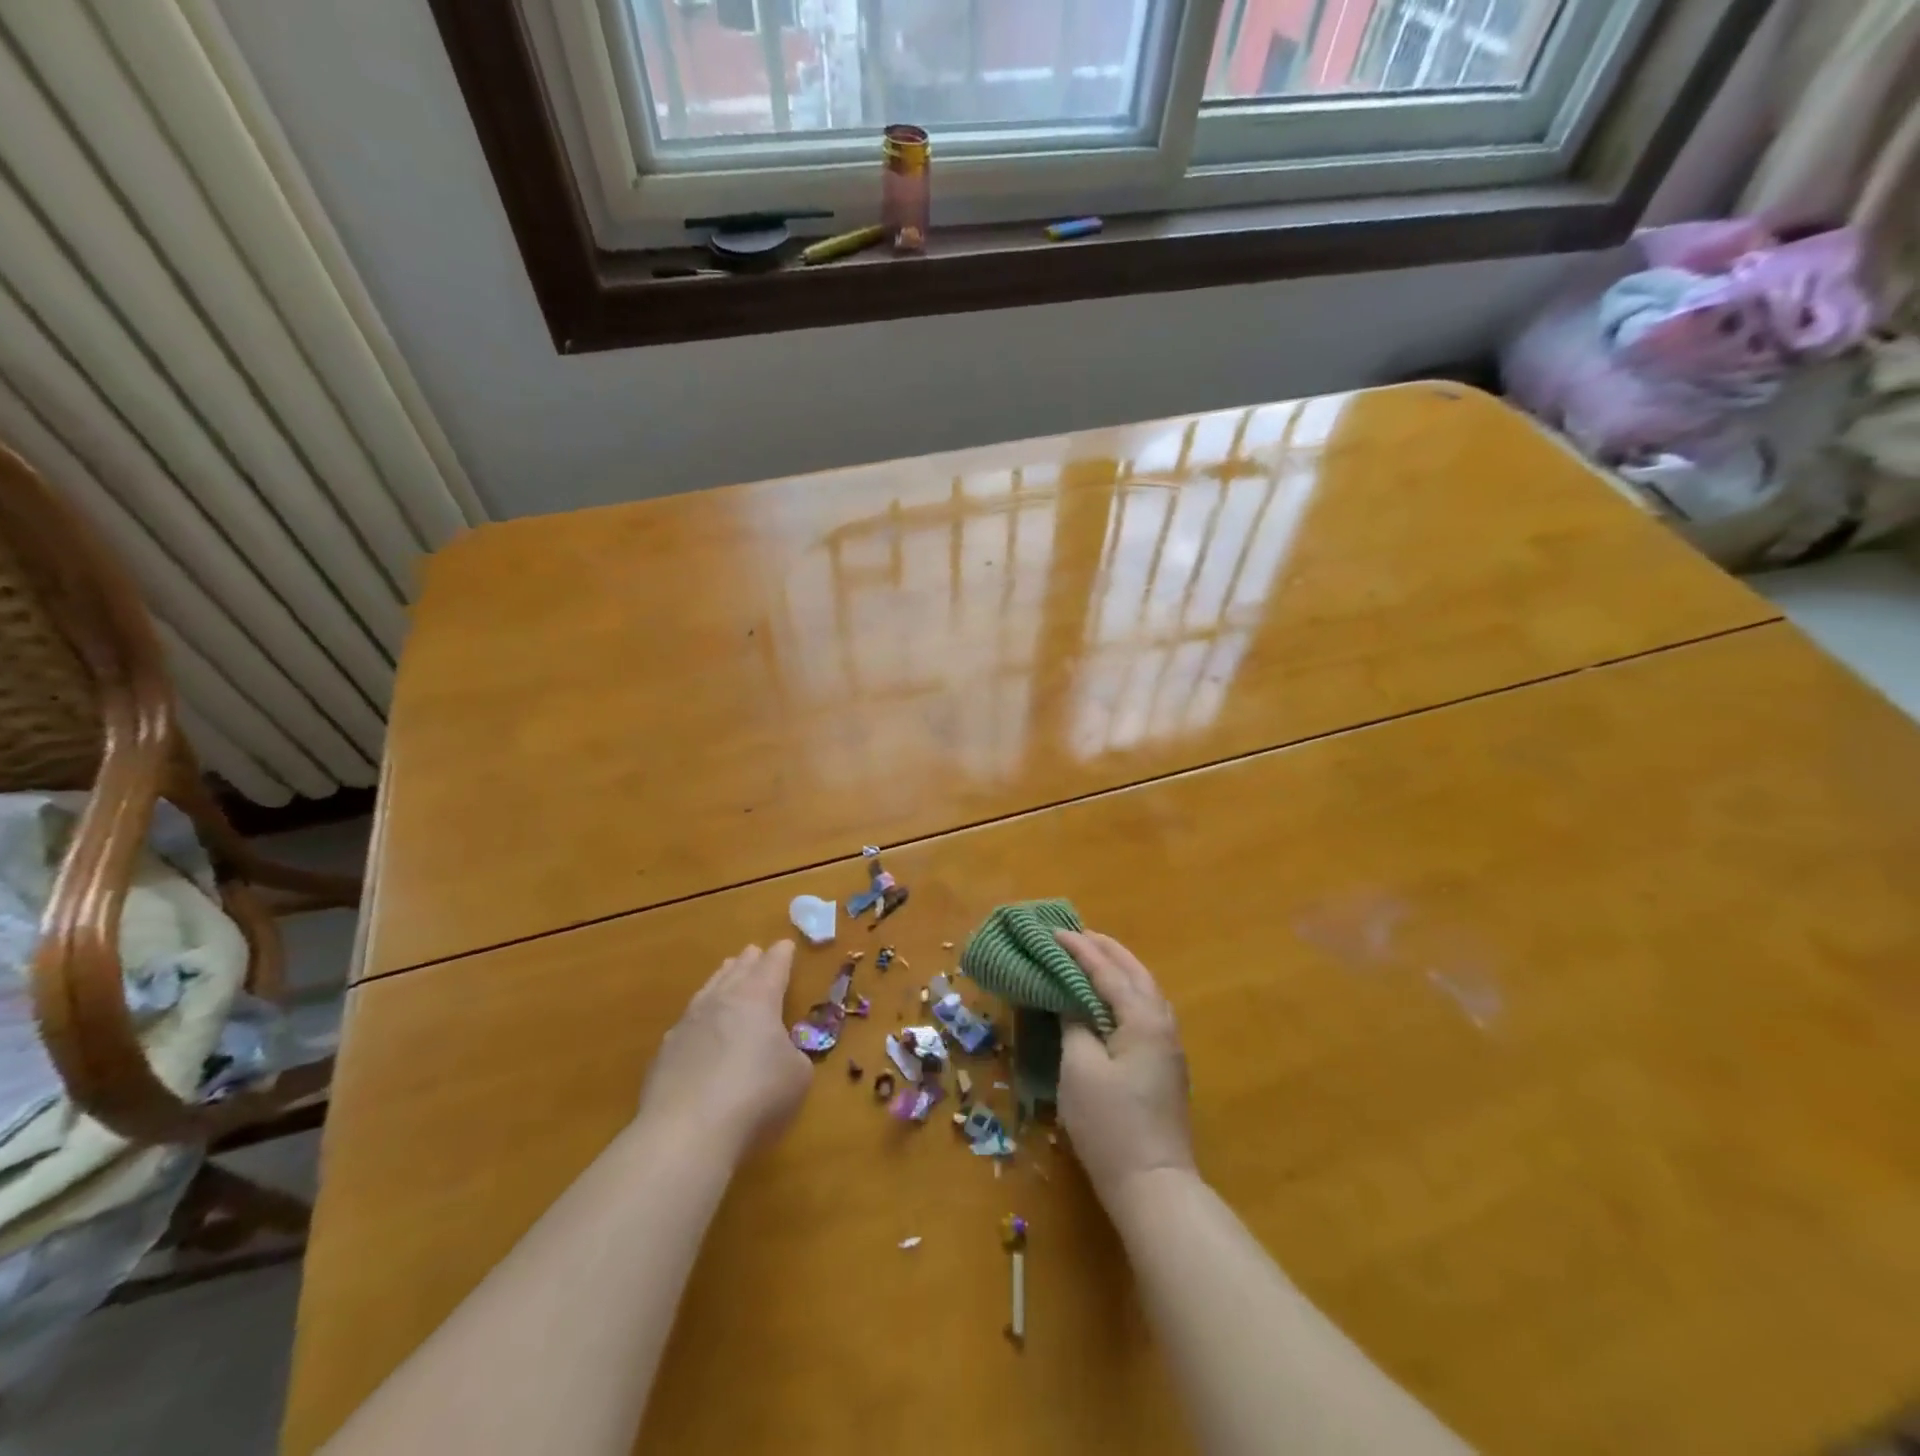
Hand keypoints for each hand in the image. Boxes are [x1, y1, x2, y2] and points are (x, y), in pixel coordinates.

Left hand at [636, 941, 812, 1153]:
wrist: (686, 1133)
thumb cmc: (756, 1096)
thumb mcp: (797, 1076)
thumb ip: (793, 1055)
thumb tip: (781, 1055)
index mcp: (758, 998)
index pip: (773, 966)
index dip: (781, 955)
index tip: (785, 945)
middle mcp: (721, 1001)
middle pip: (737, 972)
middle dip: (749, 961)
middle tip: (753, 951)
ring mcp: (688, 1025)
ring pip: (708, 990)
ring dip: (720, 980)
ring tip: (725, 972)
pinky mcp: (663, 1054)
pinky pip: (686, 1022)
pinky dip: (698, 1017)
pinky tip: (696, 1026)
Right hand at [1055, 930, 1194, 1203]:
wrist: (1154, 1185)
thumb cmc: (1110, 1124)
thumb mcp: (1080, 1068)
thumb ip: (1075, 1024)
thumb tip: (1071, 1001)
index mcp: (1142, 1018)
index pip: (1107, 971)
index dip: (1079, 949)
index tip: (1053, 931)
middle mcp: (1162, 1023)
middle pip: (1134, 973)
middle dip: (1105, 950)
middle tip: (1076, 934)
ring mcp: (1168, 1046)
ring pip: (1145, 990)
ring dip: (1118, 969)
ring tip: (1092, 957)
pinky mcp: (1165, 1065)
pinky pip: (1145, 1010)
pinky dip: (1125, 992)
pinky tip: (1110, 998)